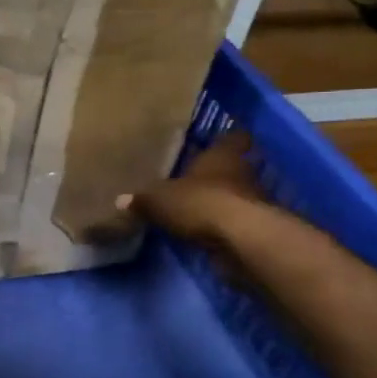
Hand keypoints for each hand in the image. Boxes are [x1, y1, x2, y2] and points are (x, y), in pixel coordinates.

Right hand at [116, 132, 271, 250]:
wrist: (240, 240)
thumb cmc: (200, 202)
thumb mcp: (159, 200)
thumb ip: (142, 200)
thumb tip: (120, 200)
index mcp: (222, 155)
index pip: (233, 137)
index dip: (225, 140)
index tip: (216, 142)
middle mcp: (242, 172)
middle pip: (235, 167)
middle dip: (219, 174)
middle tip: (197, 178)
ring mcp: (254, 201)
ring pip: (237, 194)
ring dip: (222, 201)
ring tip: (199, 208)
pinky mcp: (256, 228)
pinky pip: (237, 221)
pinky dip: (225, 225)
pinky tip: (207, 232)